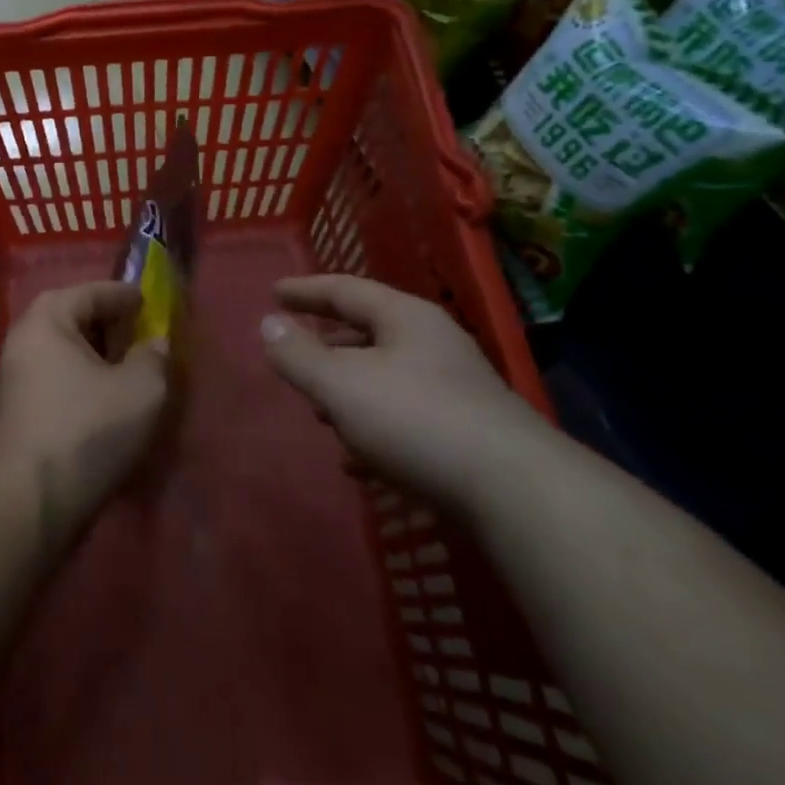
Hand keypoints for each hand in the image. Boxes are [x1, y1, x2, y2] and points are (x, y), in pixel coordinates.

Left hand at [0, 281, 168, 546]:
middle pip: (70, 319)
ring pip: (62, 353)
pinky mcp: (15, 414)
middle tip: (139, 333)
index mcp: (46, 321)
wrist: (31, 502)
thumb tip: (154, 345)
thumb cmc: (87, 430)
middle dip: (107, 324)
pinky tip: (104, 400)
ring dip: (94, 356)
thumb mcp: (141, 389)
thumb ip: (153, 357)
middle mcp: (22, 342)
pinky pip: (54, 380)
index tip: (149, 302)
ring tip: (127, 368)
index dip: (123, 295)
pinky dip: (80, 380)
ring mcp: (13, 380)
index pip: (89, 292)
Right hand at [261, 275, 549, 509]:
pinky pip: (404, 420)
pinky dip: (374, 430)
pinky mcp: (466, 435)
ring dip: (349, 392)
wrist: (517, 493)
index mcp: (405, 318)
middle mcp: (433, 344)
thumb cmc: (417, 420)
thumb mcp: (343, 385)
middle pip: (368, 333)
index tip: (274, 293)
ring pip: (386, 379)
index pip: (345, 290)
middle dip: (327, 346)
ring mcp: (454, 390)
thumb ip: (299, 355)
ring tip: (319, 412)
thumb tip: (267, 323)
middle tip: (295, 355)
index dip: (306, 291)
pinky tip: (357, 462)